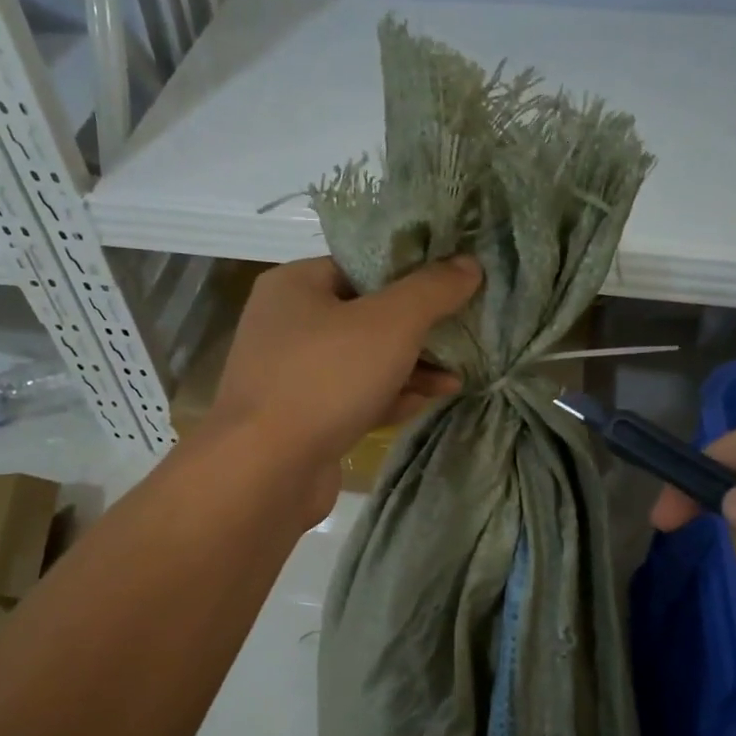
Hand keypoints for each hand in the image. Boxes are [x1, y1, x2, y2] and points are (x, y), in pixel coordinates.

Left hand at [206, 256, 481, 506]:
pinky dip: (389, 398)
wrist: (266, 471)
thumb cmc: (326, 379)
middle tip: (462, 334)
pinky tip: (428, 402)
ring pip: (363, 362)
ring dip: (411, 368)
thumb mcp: (390, 323)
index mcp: (295, 285)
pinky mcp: (304, 420)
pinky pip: (355, 399)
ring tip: (456, 377)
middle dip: (418, 329)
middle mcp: (288, 326)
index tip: (454, 283)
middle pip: (366, 316)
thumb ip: (432, 290)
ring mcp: (293, 377)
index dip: (410, 273)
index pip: (360, 266)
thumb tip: (469, 264)